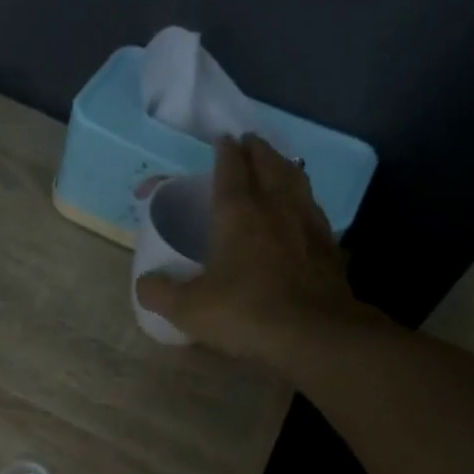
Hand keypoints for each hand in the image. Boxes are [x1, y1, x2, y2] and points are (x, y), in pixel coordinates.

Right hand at [135, 133, 358, 364]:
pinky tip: (304, 210)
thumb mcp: (188, 309)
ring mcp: (308, 224)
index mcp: (238, 213)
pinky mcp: (329, 247)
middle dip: (257, 150)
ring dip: (284, 167)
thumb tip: (144, 283)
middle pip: (268, 165)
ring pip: (297, 181)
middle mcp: (275, 207)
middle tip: (249, 143)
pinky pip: (315, 210)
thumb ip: (159, 293)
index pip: (230, 169)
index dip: (224, 152)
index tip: (221, 140)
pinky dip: (305, 201)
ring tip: (279, 165)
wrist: (312, 333)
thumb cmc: (245, 312)